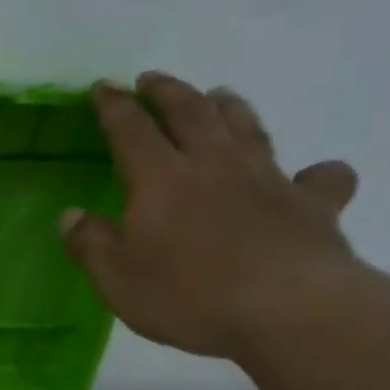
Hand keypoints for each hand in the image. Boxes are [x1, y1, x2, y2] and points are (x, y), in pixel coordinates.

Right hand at [61, 72, 361, 359]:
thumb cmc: (189, 296)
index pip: (131, 130)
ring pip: (247, 127)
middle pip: (190, 112)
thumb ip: (91, 245)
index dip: (114, 106)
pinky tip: (313, 174)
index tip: (103, 87)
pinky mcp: (312, 203)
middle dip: (168, 91)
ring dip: (229, 107)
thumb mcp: (118, 280)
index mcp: (161, 180)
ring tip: (219, 95)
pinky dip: (316, 172)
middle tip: (152, 79)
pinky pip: (319, 177)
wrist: (286, 309)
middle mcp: (214, 164)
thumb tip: (70, 215)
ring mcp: (268, 178)